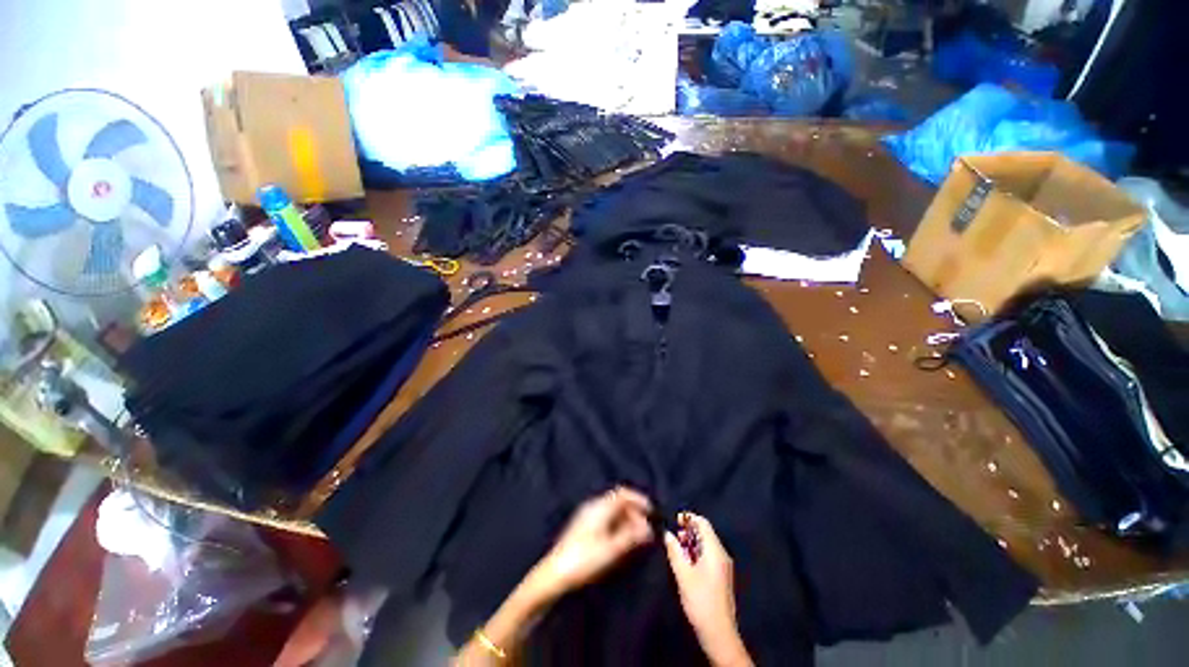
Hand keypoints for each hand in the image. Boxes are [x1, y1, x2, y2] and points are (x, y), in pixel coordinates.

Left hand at [527, 487, 653, 601]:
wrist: (554, 575)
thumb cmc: (584, 560)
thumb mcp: (611, 549)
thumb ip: (631, 536)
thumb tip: (648, 527)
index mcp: (600, 507)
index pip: (623, 493)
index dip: (639, 500)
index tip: (652, 511)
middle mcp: (593, 506)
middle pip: (618, 501)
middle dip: (634, 511)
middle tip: (646, 528)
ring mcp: (586, 516)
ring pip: (611, 510)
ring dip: (626, 519)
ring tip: (636, 536)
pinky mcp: (583, 527)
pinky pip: (605, 518)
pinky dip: (617, 524)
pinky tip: (620, 539)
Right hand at [664, 513, 752, 666]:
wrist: (719, 632)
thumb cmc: (700, 600)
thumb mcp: (683, 574)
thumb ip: (674, 551)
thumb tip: (667, 534)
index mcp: (715, 551)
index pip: (703, 523)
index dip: (689, 518)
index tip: (674, 521)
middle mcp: (722, 555)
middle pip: (705, 533)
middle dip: (689, 531)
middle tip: (673, 536)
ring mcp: (723, 566)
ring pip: (706, 545)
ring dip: (691, 542)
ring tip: (676, 549)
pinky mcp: (721, 577)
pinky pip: (708, 555)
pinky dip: (696, 553)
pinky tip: (686, 562)